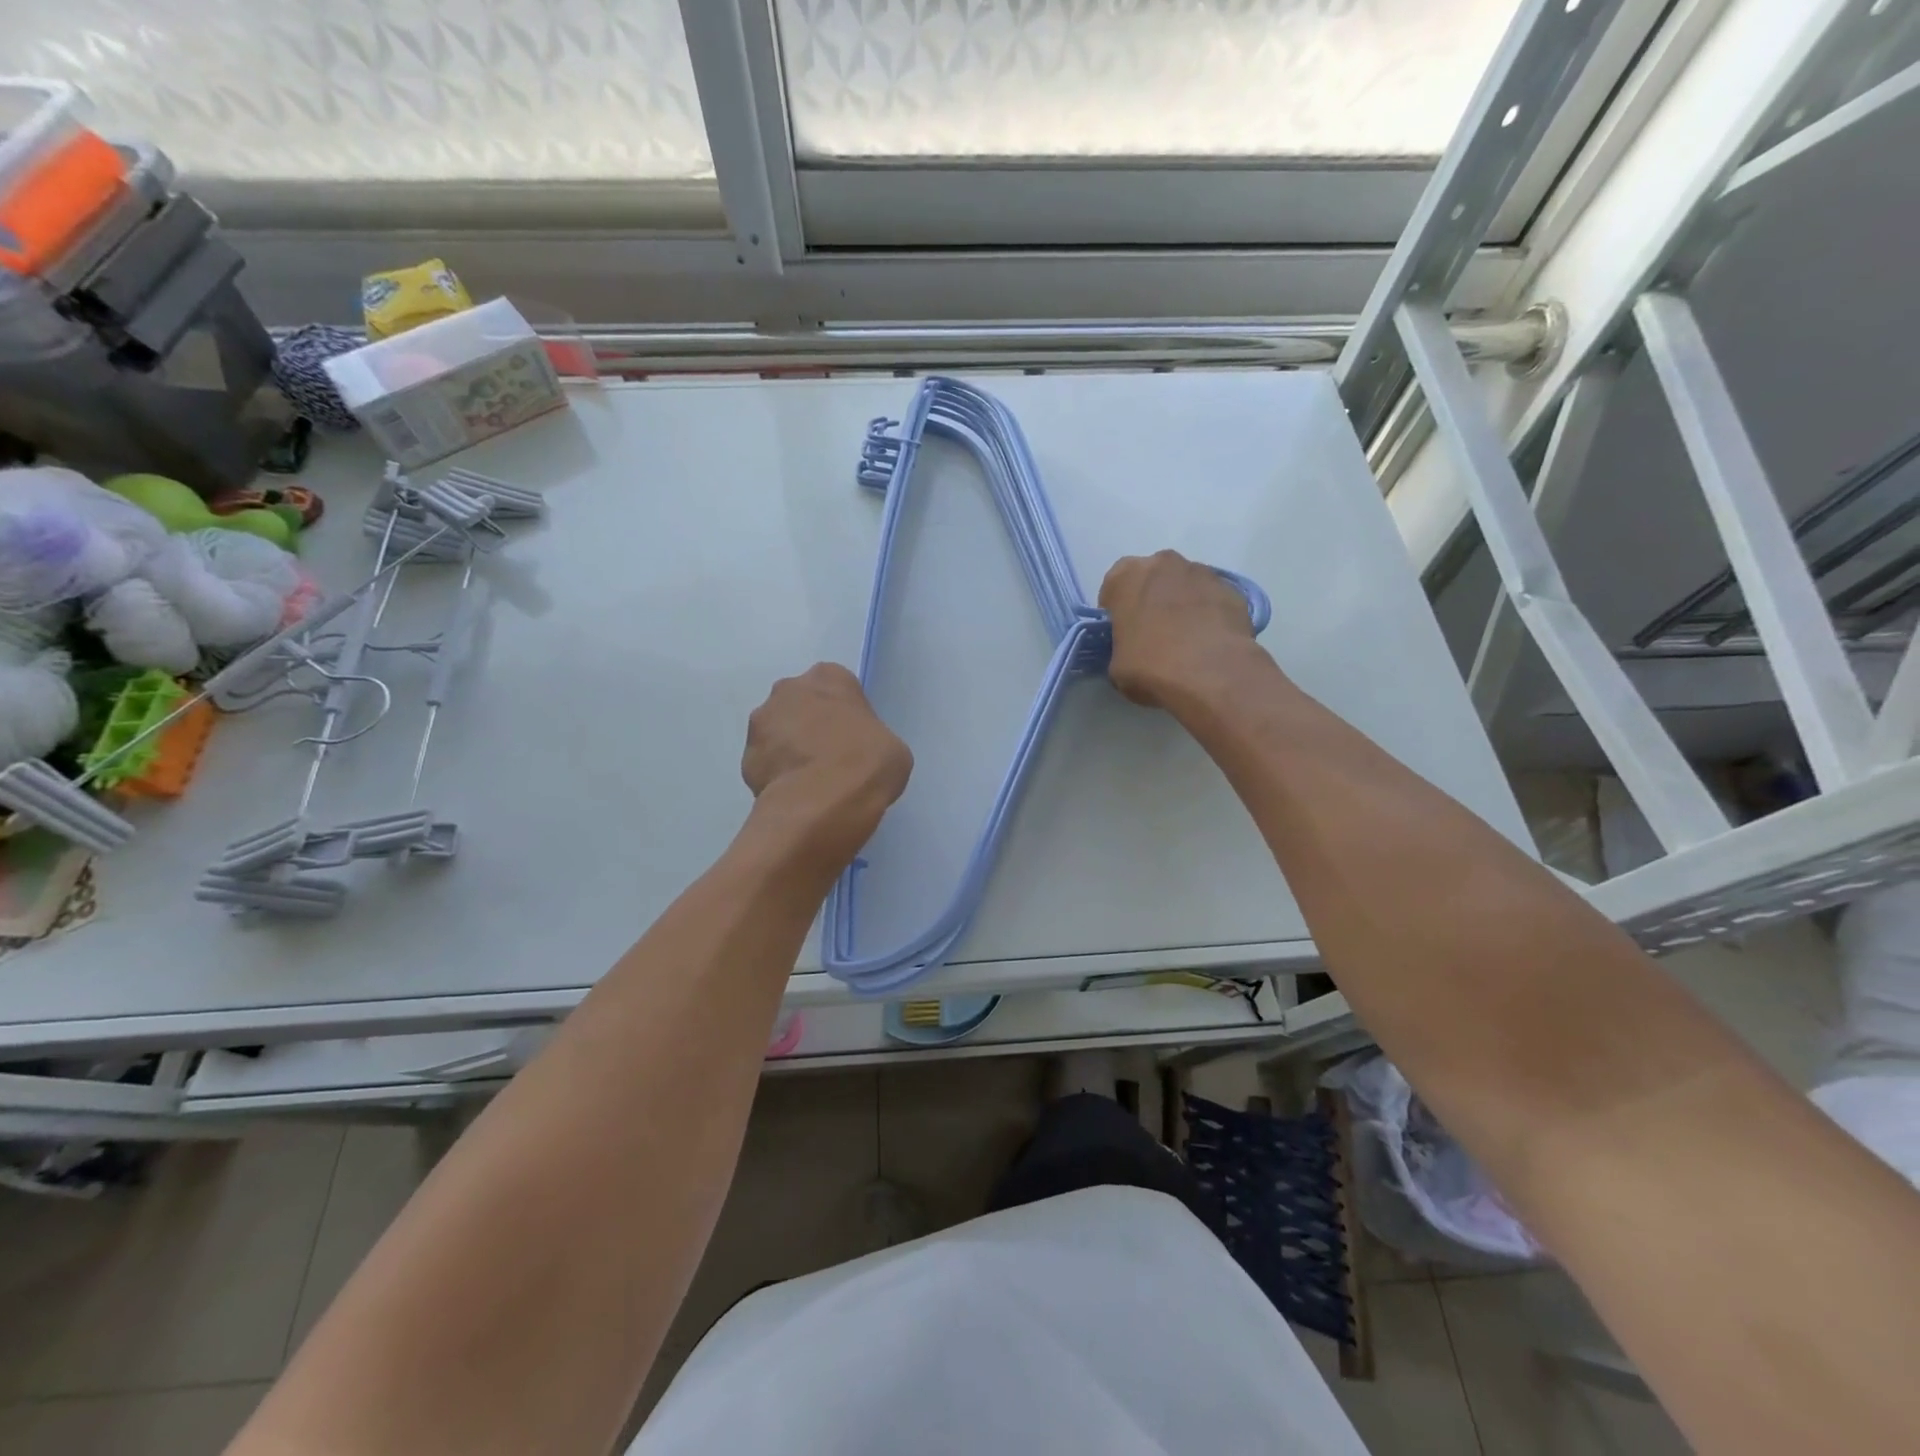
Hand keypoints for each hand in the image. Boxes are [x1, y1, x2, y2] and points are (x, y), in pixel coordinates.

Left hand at [742, 663, 911, 859]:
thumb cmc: (867, 764)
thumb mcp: (892, 748)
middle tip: (831, 758)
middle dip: (810, 725)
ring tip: (811, 781)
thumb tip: (857, 753)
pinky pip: (765, 763)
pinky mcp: (745, 757)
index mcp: (828, 677)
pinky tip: (795, 795)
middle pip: (801, 704)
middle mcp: (788, 689)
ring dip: (789, 749)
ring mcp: (761, 722)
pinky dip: (776, 776)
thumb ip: (871, 739)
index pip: (837, 687)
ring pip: (777, 732)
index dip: (846, 713)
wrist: (821, 802)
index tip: (854, 738)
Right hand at [1100, 550, 1261, 710]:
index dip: (1117, 611)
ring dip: (1183, 605)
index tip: (1122, 632)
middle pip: (1153, 579)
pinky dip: (1210, 615)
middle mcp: (1165, 563)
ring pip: (1186, 586)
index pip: (1114, 587)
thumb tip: (1134, 650)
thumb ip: (1122, 646)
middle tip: (1154, 634)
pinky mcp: (1234, 591)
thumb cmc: (1150, 666)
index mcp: (1127, 576)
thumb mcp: (1116, 665)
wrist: (1211, 674)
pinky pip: (1213, 600)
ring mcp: (1204, 573)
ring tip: (1186, 640)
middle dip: (1152, 600)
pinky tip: (1210, 643)